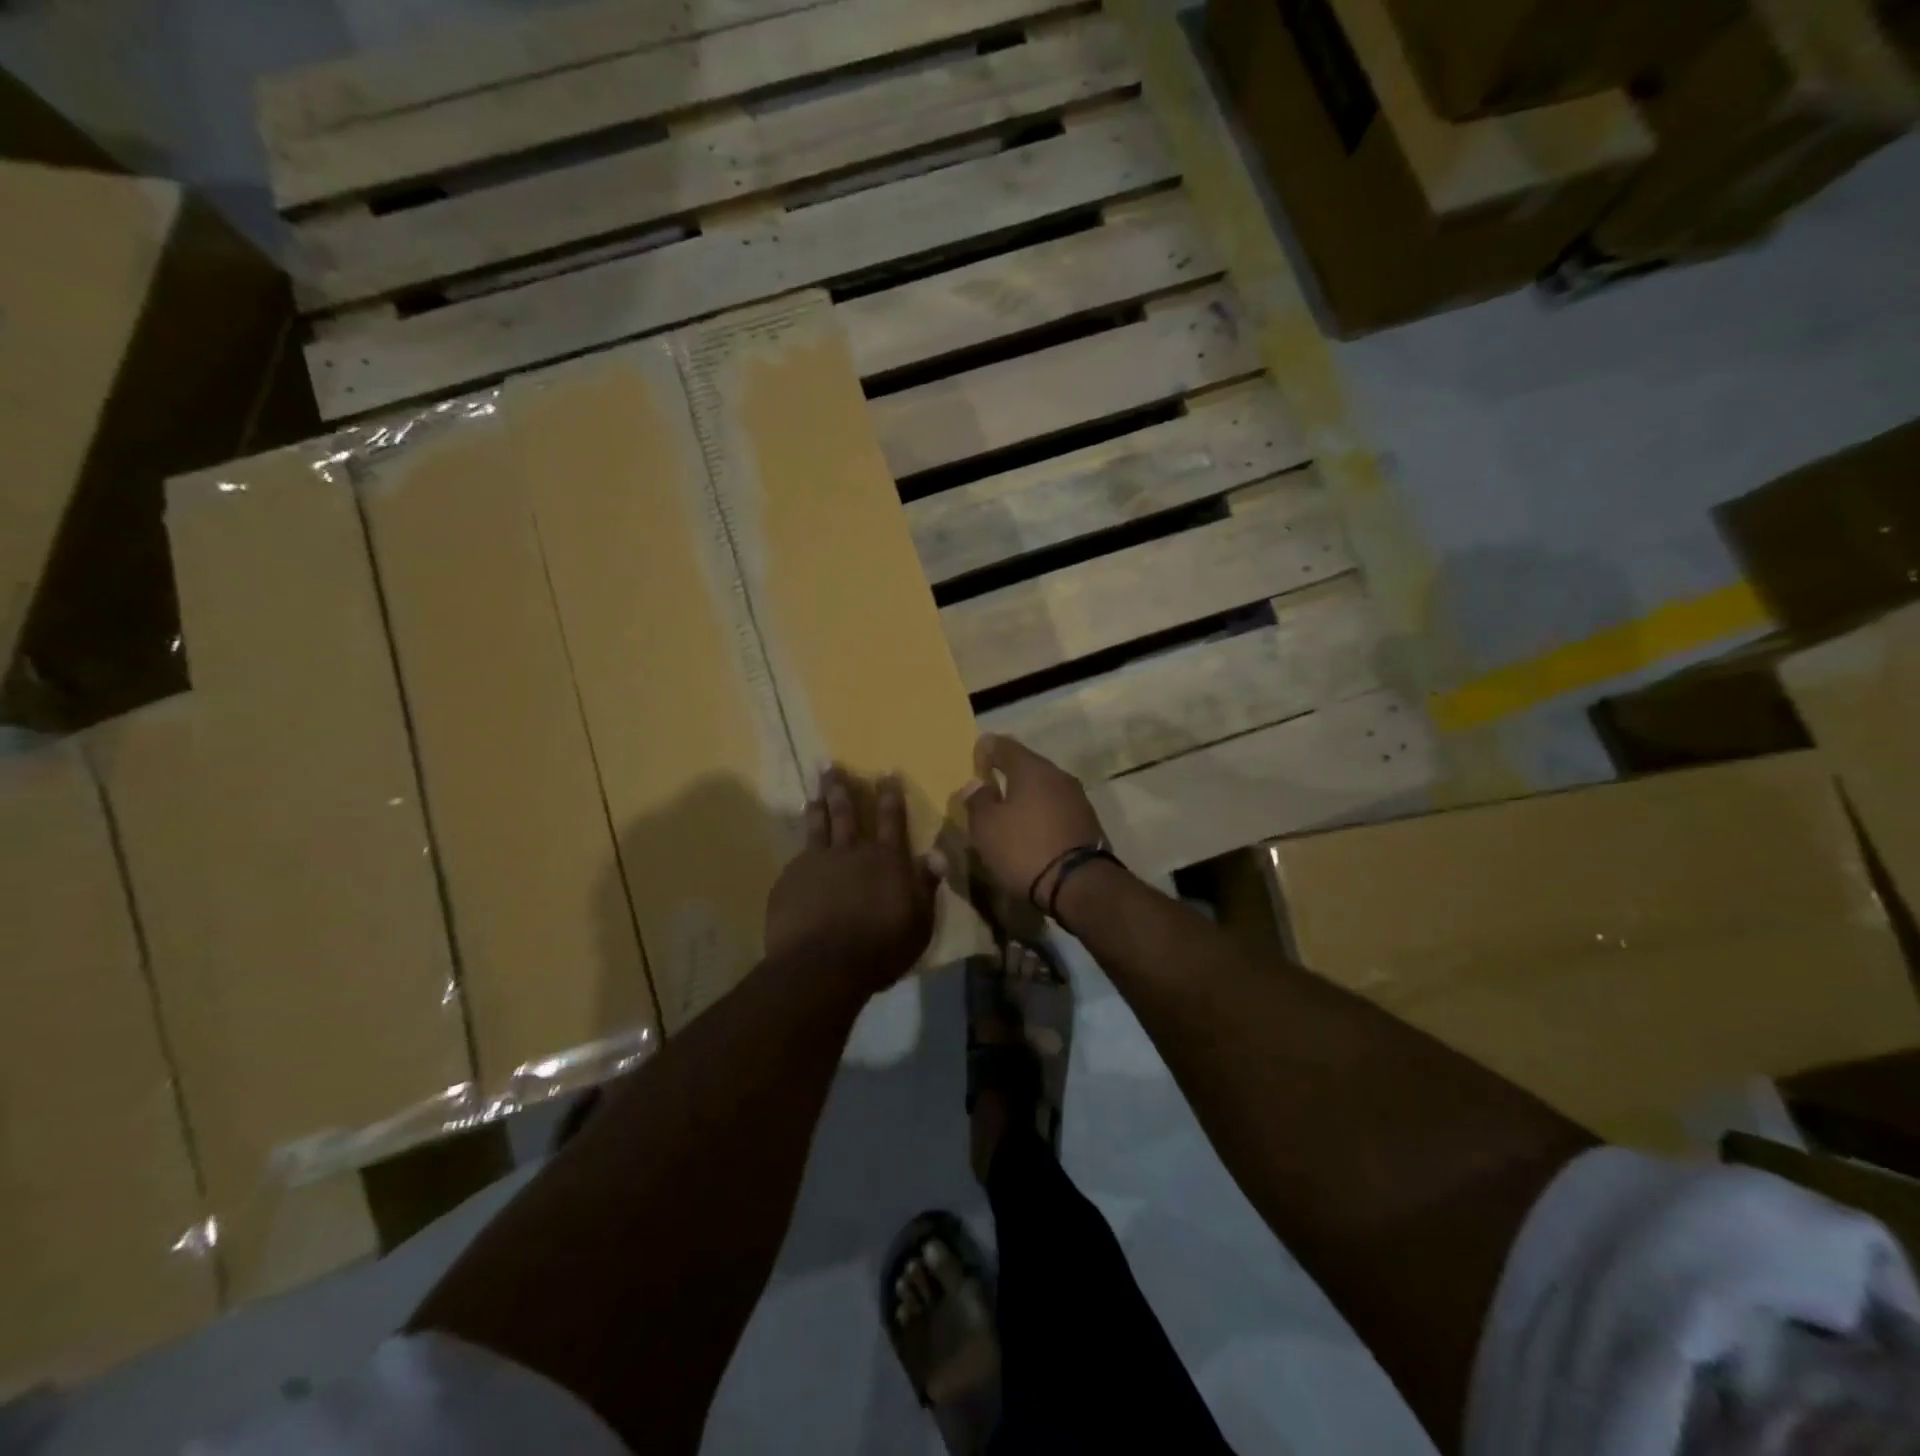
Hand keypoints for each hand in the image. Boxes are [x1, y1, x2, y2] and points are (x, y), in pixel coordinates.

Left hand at [765, 766, 942, 998]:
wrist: (823, 965)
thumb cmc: (880, 948)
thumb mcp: (919, 922)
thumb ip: (926, 886)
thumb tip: (937, 853)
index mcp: (886, 861)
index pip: (892, 820)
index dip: (890, 796)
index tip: (886, 773)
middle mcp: (852, 852)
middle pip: (847, 814)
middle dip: (842, 789)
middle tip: (831, 766)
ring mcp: (817, 863)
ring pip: (818, 826)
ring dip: (818, 804)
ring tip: (815, 788)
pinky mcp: (790, 880)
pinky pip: (797, 856)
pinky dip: (801, 846)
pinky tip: (797, 845)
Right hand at [961, 735, 1106, 908]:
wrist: (1079, 884)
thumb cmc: (1024, 848)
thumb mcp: (986, 827)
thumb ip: (977, 800)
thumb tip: (976, 784)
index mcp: (1031, 769)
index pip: (1004, 745)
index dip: (987, 749)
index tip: (975, 762)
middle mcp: (1058, 775)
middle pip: (1028, 765)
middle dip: (1008, 773)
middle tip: (990, 789)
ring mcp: (1078, 798)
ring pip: (1045, 787)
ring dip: (1028, 796)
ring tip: (1011, 813)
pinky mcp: (1088, 821)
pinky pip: (1058, 808)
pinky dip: (1043, 813)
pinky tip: (1034, 830)